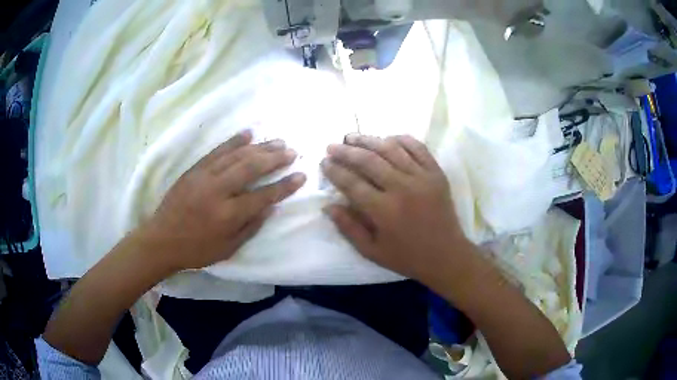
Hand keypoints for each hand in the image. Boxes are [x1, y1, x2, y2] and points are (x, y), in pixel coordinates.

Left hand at [143, 130, 305, 271]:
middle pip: (251, 168)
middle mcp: (218, 191)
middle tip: (292, 152)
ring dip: (259, 147)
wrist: (161, 239)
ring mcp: (205, 176)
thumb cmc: (196, 249)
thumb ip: (250, 227)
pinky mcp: (194, 169)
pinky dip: (233, 141)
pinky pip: (217, 151)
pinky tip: (248, 134)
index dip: (284, 186)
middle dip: (275, 159)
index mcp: (228, 214)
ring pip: (236, 156)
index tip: (301, 175)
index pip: (263, 196)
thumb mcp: (227, 248)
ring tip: (278, 141)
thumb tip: (270, 207)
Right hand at [322, 134, 469, 284]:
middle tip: (332, 146)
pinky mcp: (436, 173)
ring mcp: (422, 177)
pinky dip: (401, 139)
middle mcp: (402, 188)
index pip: (352, 183)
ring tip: (352, 137)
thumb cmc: (407, 257)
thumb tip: (327, 206)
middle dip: (346, 151)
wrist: (446, 255)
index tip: (324, 162)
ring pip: (391, 149)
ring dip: (369, 140)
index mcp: (384, 211)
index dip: (335, 171)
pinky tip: (387, 138)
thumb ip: (349, 228)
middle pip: (369, 161)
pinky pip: (418, 148)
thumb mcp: (372, 251)